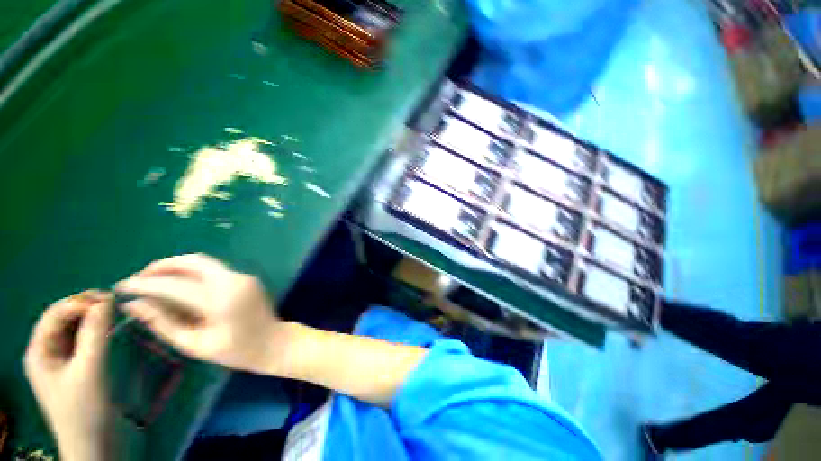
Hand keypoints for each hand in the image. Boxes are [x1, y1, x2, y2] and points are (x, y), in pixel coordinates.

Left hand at [24, 290, 112, 460]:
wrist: (95, 444)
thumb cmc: (85, 409)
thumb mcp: (89, 370)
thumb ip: (95, 334)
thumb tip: (107, 300)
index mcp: (40, 351)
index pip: (55, 314)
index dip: (79, 302)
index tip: (109, 298)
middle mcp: (47, 352)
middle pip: (64, 320)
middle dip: (88, 308)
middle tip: (116, 303)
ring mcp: (62, 361)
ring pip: (75, 329)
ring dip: (94, 318)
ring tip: (116, 313)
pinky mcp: (77, 367)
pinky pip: (84, 341)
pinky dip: (97, 330)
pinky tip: (111, 329)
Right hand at [115, 254, 285, 373]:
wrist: (273, 342)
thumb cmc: (235, 351)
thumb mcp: (194, 344)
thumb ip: (163, 323)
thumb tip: (133, 305)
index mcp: (221, 299)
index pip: (175, 285)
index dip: (145, 284)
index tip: (121, 286)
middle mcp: (234, 280)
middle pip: (193, 261)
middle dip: (162, 266)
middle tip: (139, 279)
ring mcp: (243, 276)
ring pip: (205, 262)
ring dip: (177, 266)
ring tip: (154, 280)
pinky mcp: (246, 277)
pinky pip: (215, 269)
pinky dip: (193, 272)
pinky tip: (179, 285)